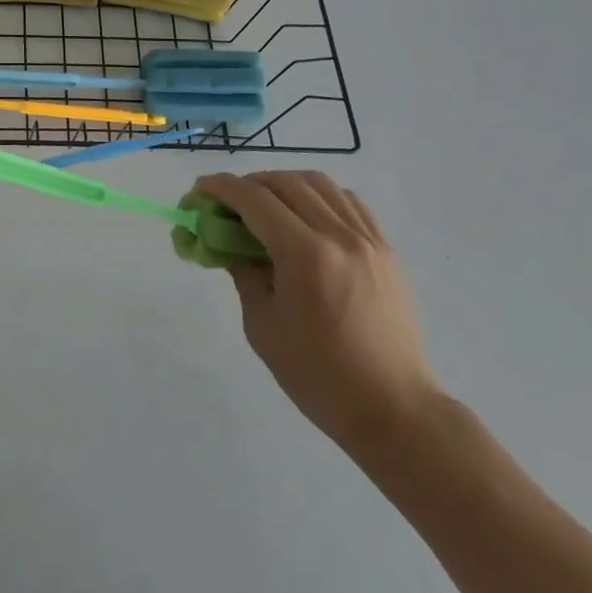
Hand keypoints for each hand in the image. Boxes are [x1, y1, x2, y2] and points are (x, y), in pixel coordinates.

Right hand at [195, 171, 440, 456]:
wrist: (393, 410)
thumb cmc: (318, 376)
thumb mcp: (262, 325)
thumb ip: (242, 273)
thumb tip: (225, 243)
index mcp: (305, 254)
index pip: (254, 199)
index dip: (219, 188)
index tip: (198, 192)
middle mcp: (339, 236)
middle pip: (285, 182)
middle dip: (247, 184)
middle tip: (225, 204)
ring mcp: (368, 240)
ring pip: (319, 183)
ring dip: (283, 184)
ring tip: (264, 206)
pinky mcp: (385, 250)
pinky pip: (348, 202)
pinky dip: (318, 197)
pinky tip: (305, 217)